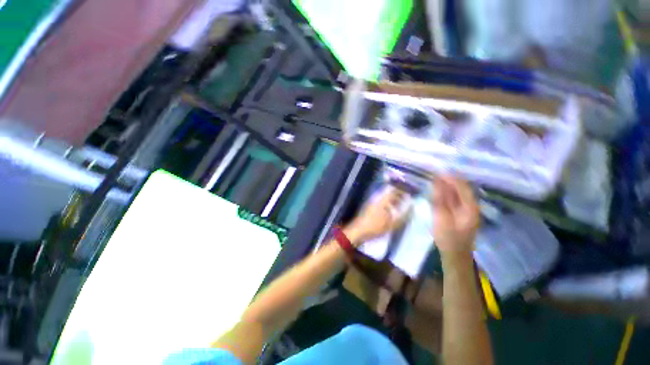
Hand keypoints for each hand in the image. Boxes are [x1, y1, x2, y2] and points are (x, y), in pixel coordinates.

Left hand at [344, 187, 406, 246]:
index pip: (393, 190)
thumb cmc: (374, 227)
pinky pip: (381, 202)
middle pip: (388, 193)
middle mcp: (376, 199)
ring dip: (393, 200)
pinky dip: (387, 204)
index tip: (409, 193)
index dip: (401, 190)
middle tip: (406, 200)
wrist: (357, 231)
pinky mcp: (369, 208)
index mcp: (382, 200)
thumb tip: (411, 208)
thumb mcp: (391, 224)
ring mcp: (372, 203)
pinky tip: (390, 212)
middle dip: (398, 195)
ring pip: (385, 198)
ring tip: (400, 206)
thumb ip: (403, 216)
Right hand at [430, 176, 479, 253]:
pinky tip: (439, 191)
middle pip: (462, 188)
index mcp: (470, 208)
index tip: (437, 172)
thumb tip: (437, 182)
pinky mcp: (461, 213)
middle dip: (449, 180)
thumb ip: (439, 199)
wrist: (455, 255)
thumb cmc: (448, 238)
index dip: (450, 178)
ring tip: (435, 180)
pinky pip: (455, 199)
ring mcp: (467, 210)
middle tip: (434, 174)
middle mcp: (472, 206)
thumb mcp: (441, 218)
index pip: (462, 187)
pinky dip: (447, 193)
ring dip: (447, 185)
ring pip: (459, 193)